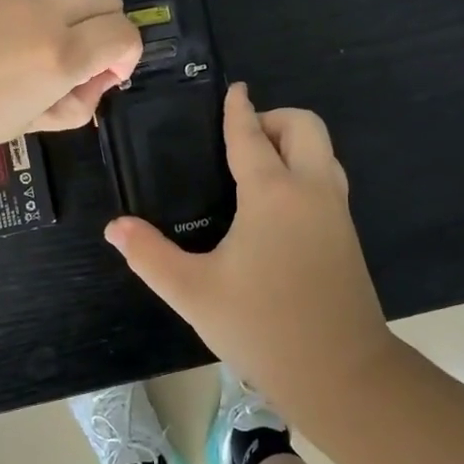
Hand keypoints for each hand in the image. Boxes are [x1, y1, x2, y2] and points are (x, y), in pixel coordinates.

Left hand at [0, 0, 141, 162]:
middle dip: (108, 27)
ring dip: (80, 8)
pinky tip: (17, 30)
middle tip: (83, 59)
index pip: (125, 34)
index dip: (127, 57)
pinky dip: (47, 1)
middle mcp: (48, 12)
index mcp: (62, 54)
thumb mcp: (25, 125)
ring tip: (53, 40)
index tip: (104, 78)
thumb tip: (91, 85)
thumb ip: (71, 105)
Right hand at [104, 83, 394, 408]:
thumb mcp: (194, 293)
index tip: (233, 90)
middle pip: (304, 126)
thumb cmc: (263, 326)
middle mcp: (311, 190)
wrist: (341, 373)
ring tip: (256, 169)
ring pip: (323, 151)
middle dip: (274, 118)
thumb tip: (115, 227)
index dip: (238, 109)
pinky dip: (305, 169)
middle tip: (241, 142)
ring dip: (294, 143)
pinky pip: (328, 179)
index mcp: (273, 193)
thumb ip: (150, 256)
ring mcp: (336, 212)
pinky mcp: (348, 235)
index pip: (251, 135)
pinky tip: (276, 207)